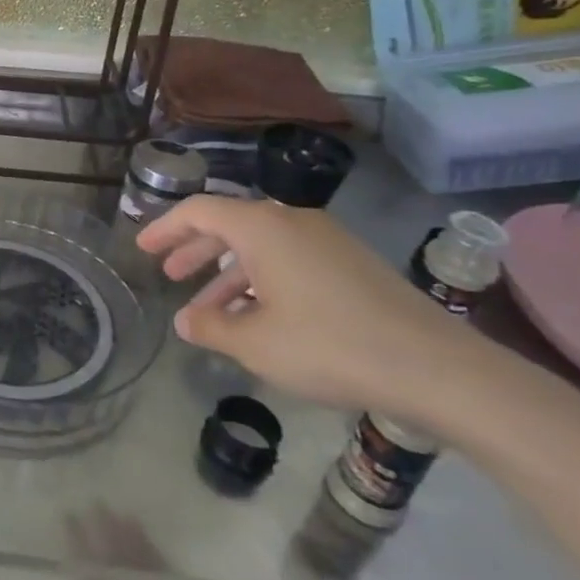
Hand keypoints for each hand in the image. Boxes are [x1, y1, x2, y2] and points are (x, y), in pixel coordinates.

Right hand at [137, 196, 482, 422]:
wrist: (437, 369)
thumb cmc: (330, 346)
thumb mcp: (255, 343)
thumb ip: (211, 327)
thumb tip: (186, 321)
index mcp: (262, 228)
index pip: (198, 211)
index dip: (165, 228)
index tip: (142, 248)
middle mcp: (291, 222)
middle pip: (228, 224)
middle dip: (194, 249)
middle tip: (168, 273)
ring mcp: (325, 241)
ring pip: (260, 246)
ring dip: (227, 272)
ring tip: (207, 309)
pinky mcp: (350, 265)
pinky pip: (288, 260)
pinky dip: (261, 280)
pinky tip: (257, 318)